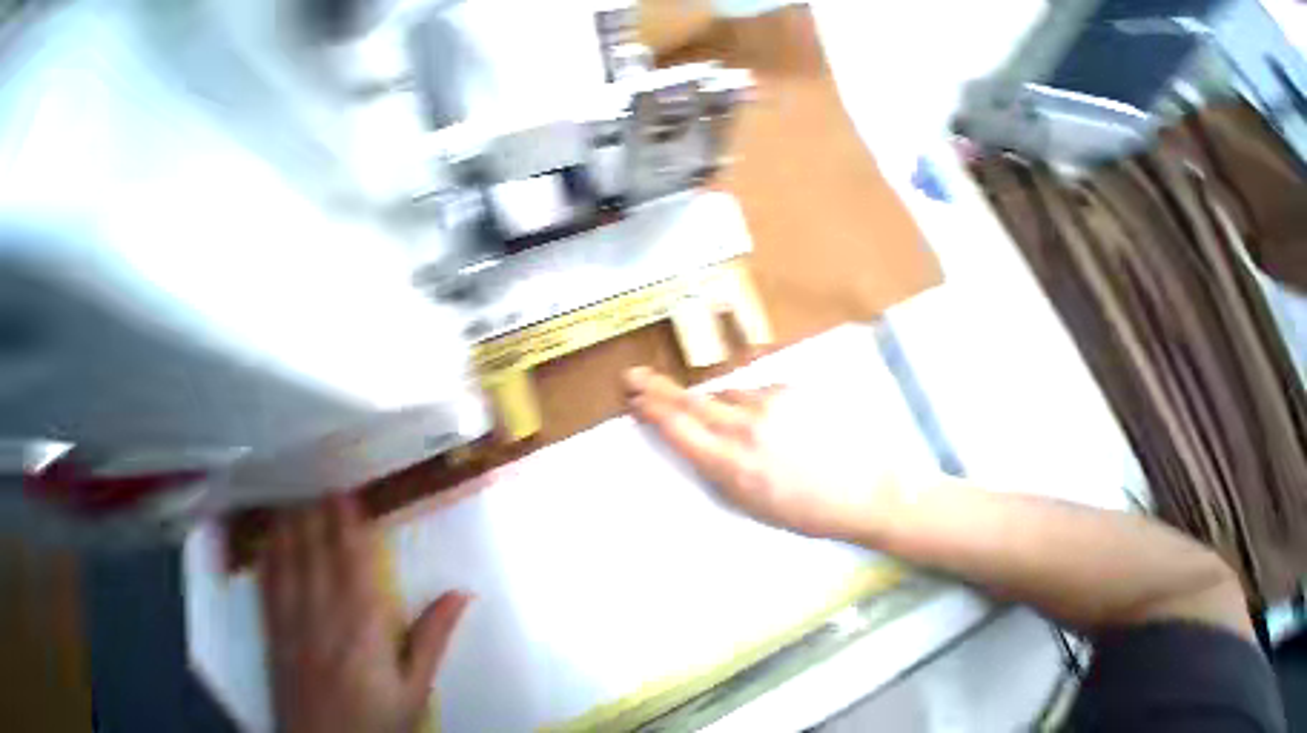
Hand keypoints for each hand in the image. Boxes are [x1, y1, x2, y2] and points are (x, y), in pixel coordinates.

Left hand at [259, 495, 470, 732]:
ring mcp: (292, 634)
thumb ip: (432, 639)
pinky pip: (270, 598)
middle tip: (313, 479)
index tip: (343, 492)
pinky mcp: (275, 648)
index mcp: (360, 626)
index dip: (345, 525)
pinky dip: (269, 567)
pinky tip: (269, 549)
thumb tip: (463, 590)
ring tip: (290, 500)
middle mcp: (321, 621)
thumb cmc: (375, 722)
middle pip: (315, 559)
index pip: (351, 563)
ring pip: (288, 572)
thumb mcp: (413, 690)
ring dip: (289, 533)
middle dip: (314, 517)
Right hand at [624, 367, 896, 540]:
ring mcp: (768, 404)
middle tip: (635, 376)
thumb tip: (691, 434)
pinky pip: (754, 392)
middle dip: (658, 389)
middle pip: (690, 401)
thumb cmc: (805, 507)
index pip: (679, 430)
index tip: (635, 401)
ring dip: (720, 405)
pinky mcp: (788, 389)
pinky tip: (775, 423)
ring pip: (724, 394)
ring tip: (748, 429)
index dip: (653, 412)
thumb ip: (714, 464)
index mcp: (732, 466)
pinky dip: (752, 404)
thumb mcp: (750, 502)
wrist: (869, 489)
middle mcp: (744, 429)